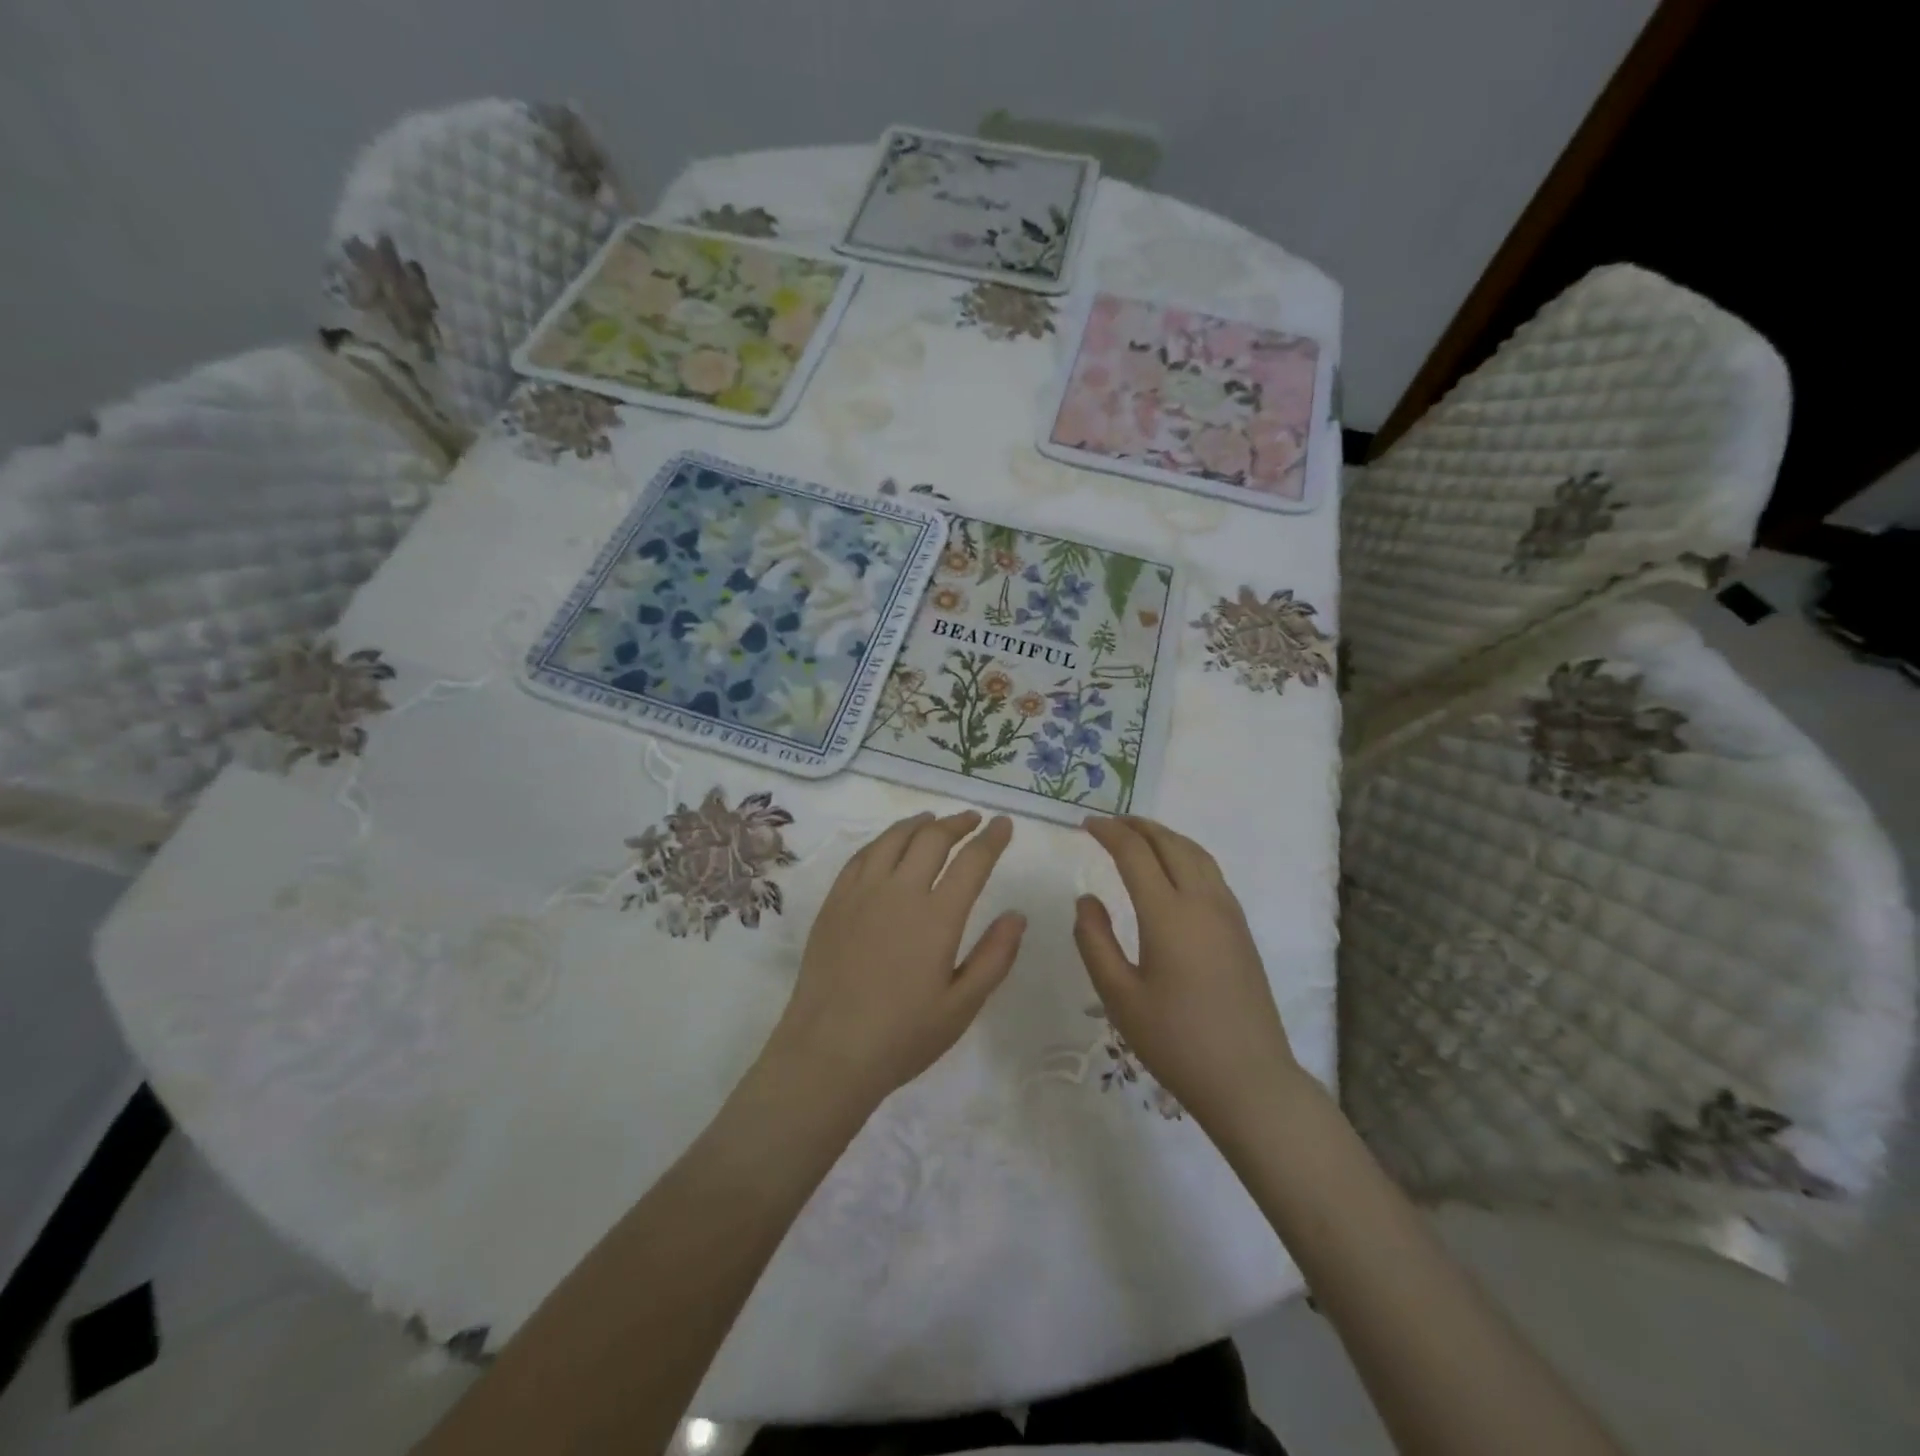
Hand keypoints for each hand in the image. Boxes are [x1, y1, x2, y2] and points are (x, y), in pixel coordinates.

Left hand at [766, 811, 1024, 1109]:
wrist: (828, 1052)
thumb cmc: (903, 1036)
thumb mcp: (962, 1006)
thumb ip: (994, 957)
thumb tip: (1017, 915)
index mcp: (937, 917)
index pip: (972, 861)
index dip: (992, 838)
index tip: (1004, 824)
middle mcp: (900, 892)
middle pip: (932, 839)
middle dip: (958, 823)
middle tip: (973, 819)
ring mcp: (862, 893)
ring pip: (894, 839)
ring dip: (919, 823)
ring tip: (933, 820)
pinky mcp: (835, 901)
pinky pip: (862, 855)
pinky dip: (883, 840)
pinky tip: (889, 844)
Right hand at [1075, 816, 1303, 1128]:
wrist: (1249, 1079)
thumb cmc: (1175, 1041)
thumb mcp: (1119, 996)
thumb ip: (1095, 941)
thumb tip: (1087, 899)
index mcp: (1168, 914)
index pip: (1135, 853)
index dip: (1109, 832)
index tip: (1086, 824)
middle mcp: (1202, 902)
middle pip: (1170, 843)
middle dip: (1138, 825)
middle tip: (1109, 822)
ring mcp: (1228, 914)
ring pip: (1196, 854)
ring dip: (1165, 836)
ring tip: (1139, 836)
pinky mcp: (1241, 930)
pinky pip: (1211, 872)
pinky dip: (1186, 854)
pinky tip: (1174, 870)